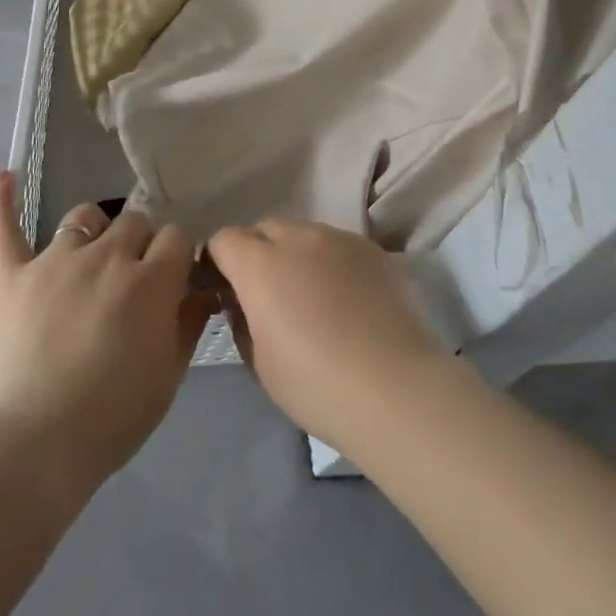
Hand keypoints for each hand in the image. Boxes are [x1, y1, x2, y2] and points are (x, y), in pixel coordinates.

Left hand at [0, 170, 213, 496]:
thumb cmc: (111, 418)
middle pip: (135, 221)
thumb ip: (188, 324)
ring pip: (83, 217)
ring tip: (92, 252)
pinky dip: (1, 202)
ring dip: (94, 230)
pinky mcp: (13, 277)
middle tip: (134, 279)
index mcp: (151, 280)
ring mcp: (56, 261)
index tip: (175, 277)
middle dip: (141, 243)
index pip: (177, 237)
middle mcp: (107, 256)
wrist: (32, 448)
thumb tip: (206, 290)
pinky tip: (2, 174)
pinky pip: (4, 231)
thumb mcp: (168, 376)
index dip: (178, 254)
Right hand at [207, 221, 453, 453]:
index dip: (219, 262)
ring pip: (303, 232)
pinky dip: (329, 261)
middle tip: (267, 295)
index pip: (224, 239)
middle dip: (256, 252)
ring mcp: (338, 237)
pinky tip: (345, 298)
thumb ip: (242, 320)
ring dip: (295, 254)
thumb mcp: (259, 362)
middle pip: (264, 229)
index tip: (225, 290)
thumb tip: (242, 301)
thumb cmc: (316, 384)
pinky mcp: (371, 247)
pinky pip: (337, 244)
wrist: (395, 387)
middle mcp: (297, 237)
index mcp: (260, 264)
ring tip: (311, 295)